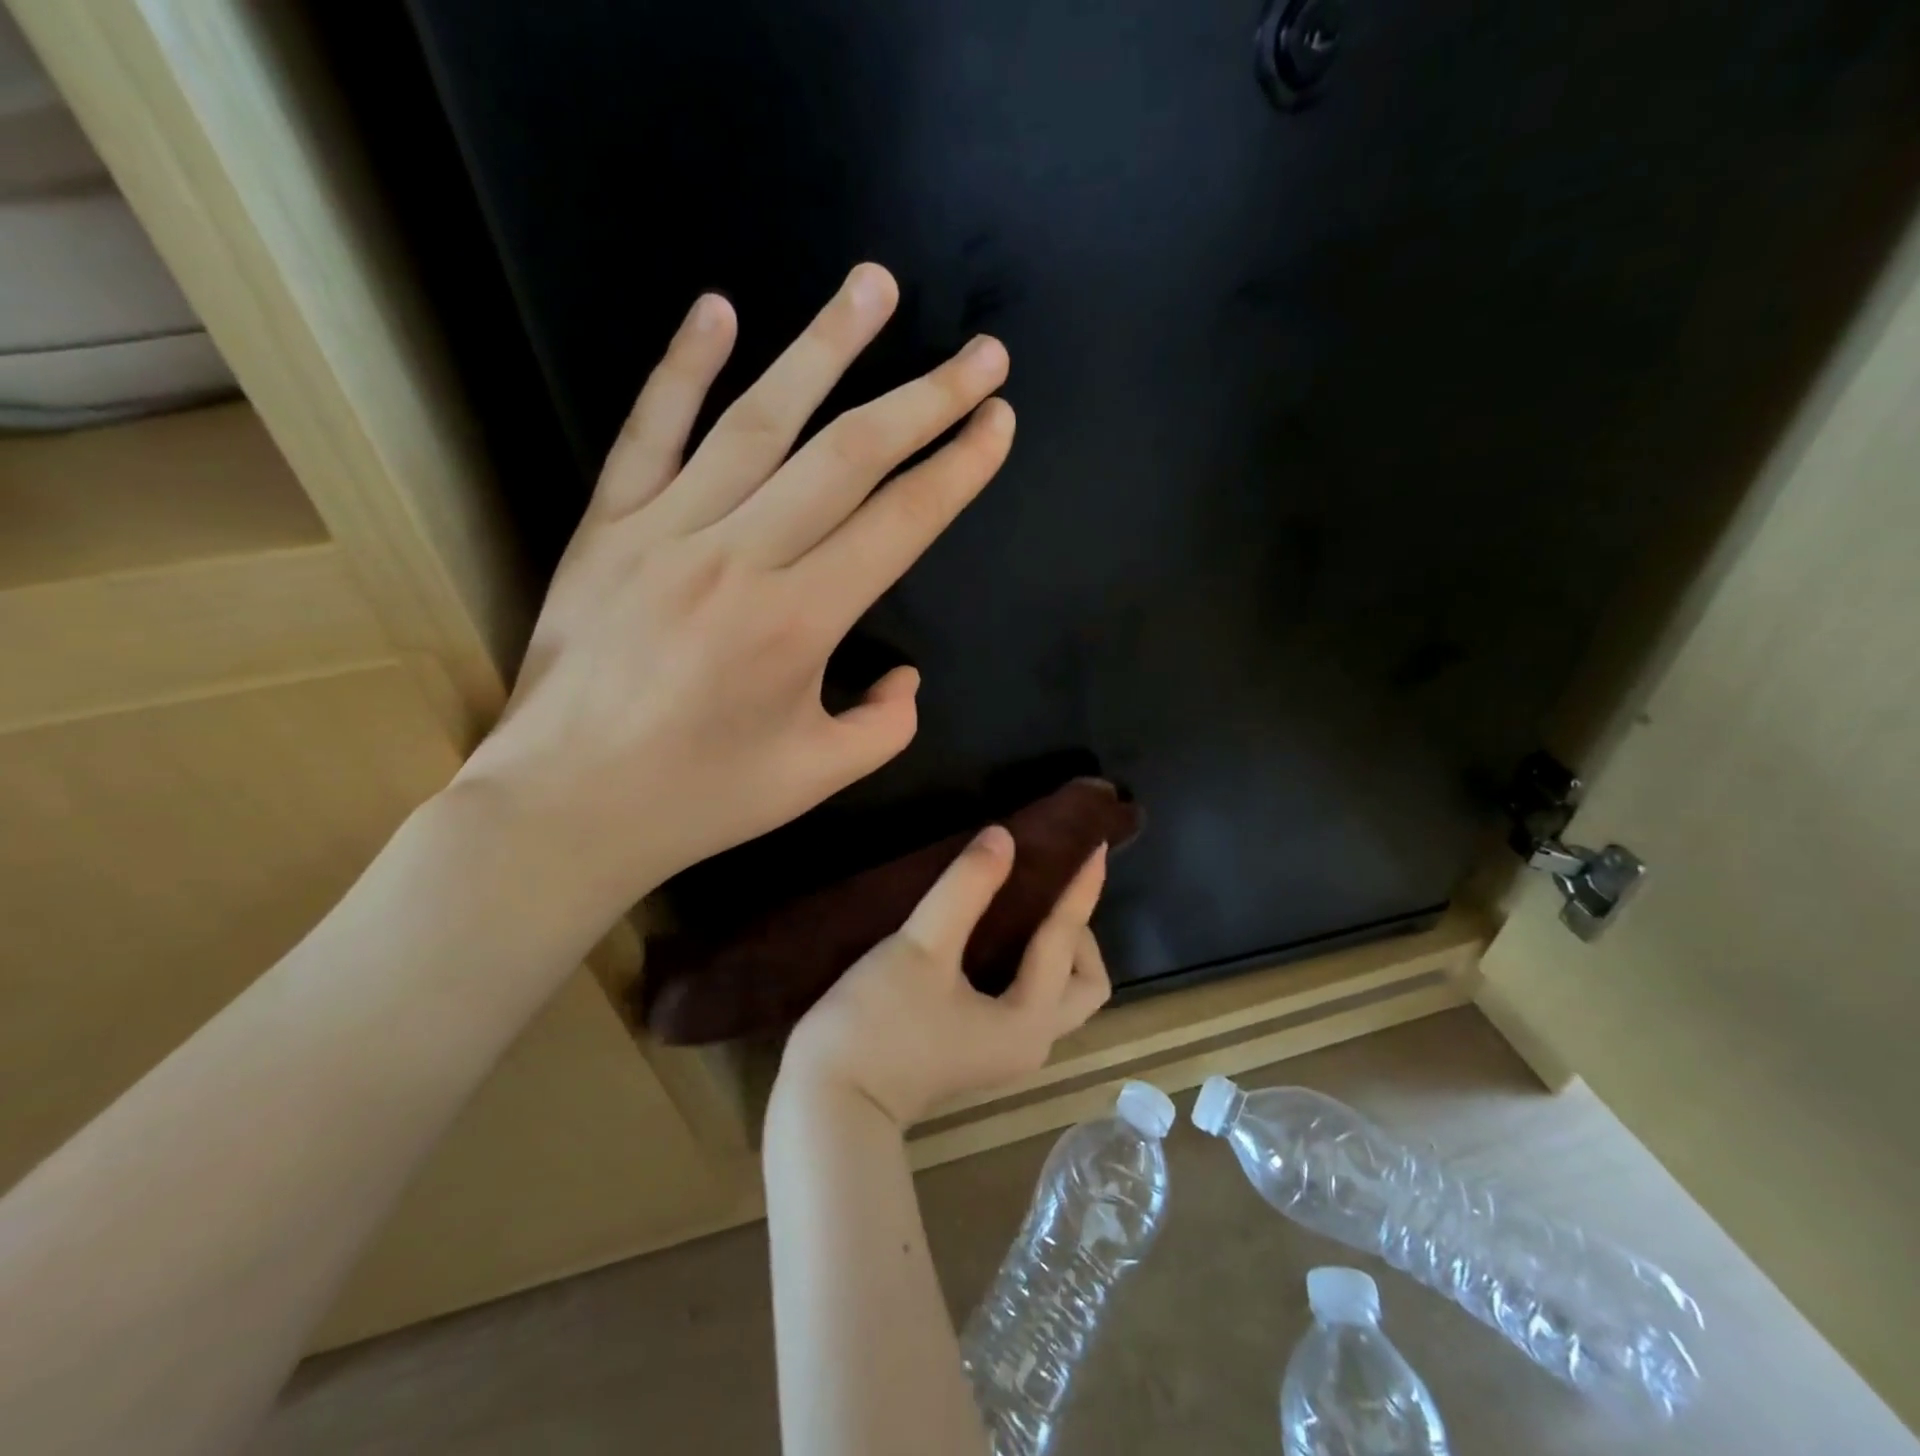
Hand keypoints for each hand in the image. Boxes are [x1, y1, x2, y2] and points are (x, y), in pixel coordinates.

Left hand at [450, 265, 1014, 928]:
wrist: (564, 806)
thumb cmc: (700, 798)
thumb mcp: (818, 778)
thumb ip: (885, 725)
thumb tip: (904, 675)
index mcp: (799, 623)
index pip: (900, 523)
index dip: (958, 469)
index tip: (998, 422)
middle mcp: (740, 558)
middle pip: (848, 457)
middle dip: (925, 400)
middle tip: (981, 355)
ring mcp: (666, 531)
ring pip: (758, 421)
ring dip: (824, 347)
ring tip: (874, 286)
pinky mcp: (607, 527)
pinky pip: (648, 432)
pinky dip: (682, 367)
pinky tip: (719, 309)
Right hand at [777, 827, 1112, 1127]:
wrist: (826, 1107)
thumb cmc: (878, 1024)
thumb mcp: (922, 947)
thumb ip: (965, 889)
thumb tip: (1003, 838)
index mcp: (1029, 1020)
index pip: (1067, 942)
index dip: (1080, 891)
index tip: (1093, 846)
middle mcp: (1029, 1042)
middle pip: (1083, 984)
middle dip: (1077, 933)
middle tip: (1049, 889)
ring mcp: (1002, 1052)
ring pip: (1054, 995)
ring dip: (1053, 950)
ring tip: (1025, 902)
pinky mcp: (975, 1051)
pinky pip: (1024, 1000)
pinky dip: (1025, 965)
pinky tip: (991, 935)